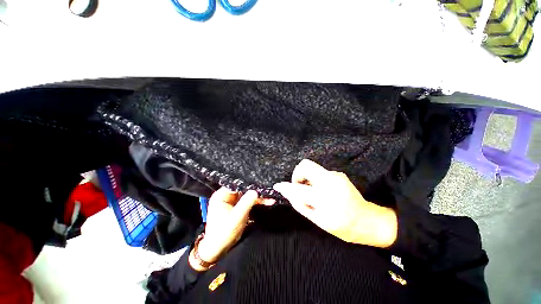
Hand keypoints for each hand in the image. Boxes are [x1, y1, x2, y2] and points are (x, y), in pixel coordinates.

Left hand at [190, 187, 273, 270]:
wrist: (218, 249)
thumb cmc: (223, 234)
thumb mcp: (236, 218)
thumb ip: (246, 203)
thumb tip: (255, 191)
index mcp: (221, 196)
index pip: (236, 184)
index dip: (248, 183)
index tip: (260, 183)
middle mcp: (227, 196)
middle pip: (243, 189)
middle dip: (255, 190)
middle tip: (267, 189)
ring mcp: (233, 201)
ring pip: (248, 195)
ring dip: (258, 197)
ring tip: (270, 197)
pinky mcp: (238, 207)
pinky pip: (249, 201)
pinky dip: (257, 202)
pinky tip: (267, 202)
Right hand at [273, 159, 397, 247]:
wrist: (368, 220)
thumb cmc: (343, 226)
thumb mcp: (319, 221)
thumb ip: (301, 205)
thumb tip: (288, 193)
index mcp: (325, 197)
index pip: (299, 188)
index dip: (286, 186)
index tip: (278, 186)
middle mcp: (330, 181)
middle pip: (306, 165)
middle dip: (297, 174)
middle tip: (298, 186)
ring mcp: (336, 175)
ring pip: (312, 168)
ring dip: (307, 178)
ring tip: (312, 192)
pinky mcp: (338, 173)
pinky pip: (320, 172)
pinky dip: (315, 179)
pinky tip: (321, 190)